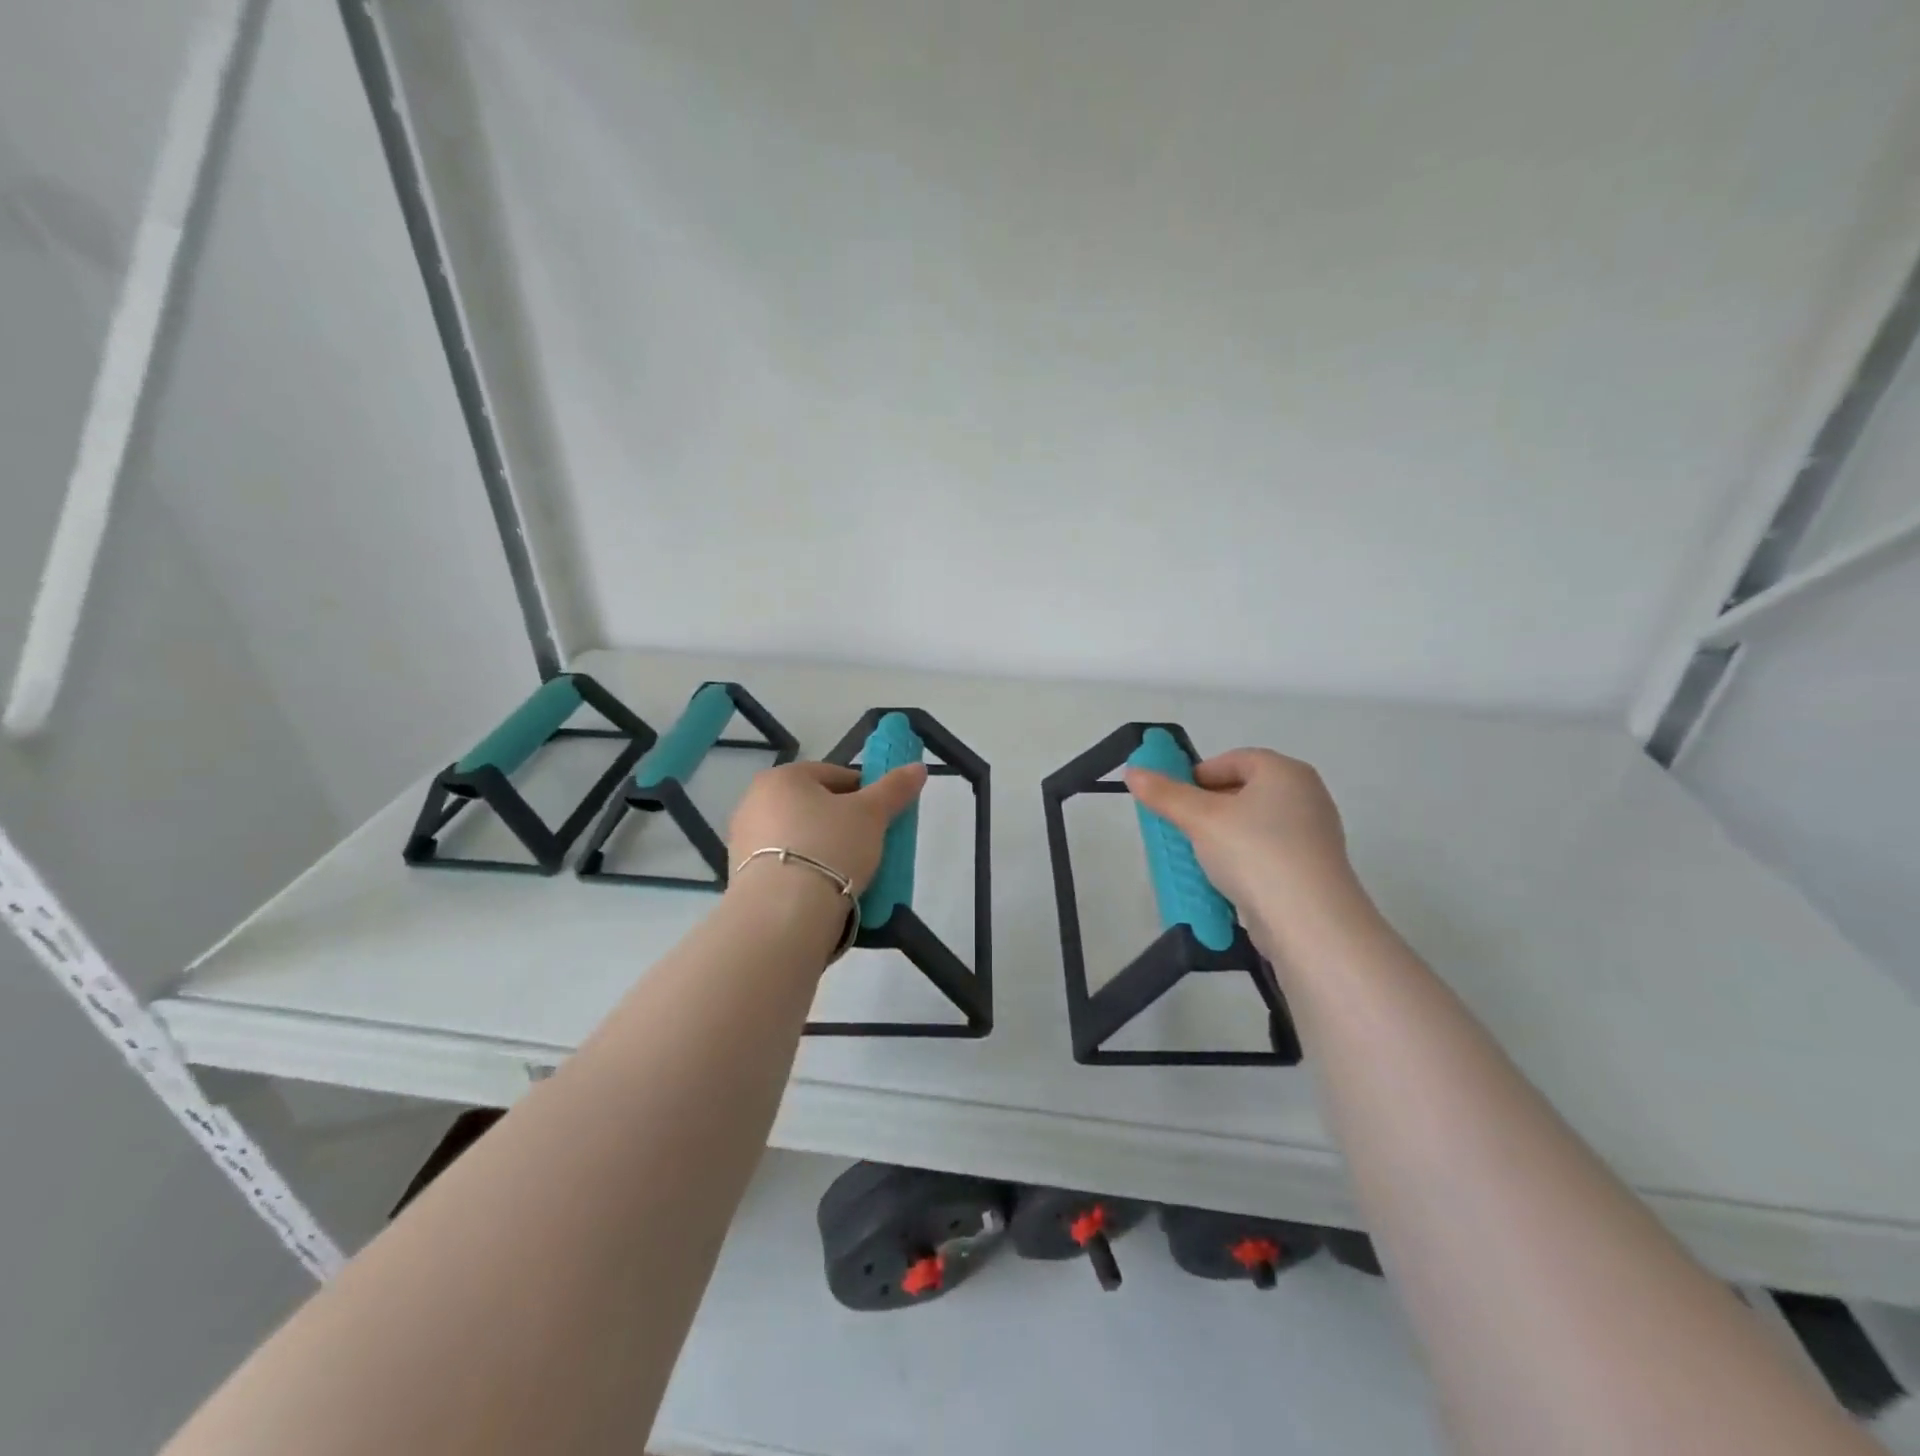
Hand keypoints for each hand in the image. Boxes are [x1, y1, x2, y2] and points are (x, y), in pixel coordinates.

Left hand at [726, 760, 927, 894]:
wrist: (784, 913)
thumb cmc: (830, 847)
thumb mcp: (871, 815)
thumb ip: (894, 788)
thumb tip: (918, 767)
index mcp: (782, 778)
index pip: (834, 775)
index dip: (864, 792)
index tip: (883, 815)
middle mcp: (754, 801)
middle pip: (814, 805)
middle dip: (842, 821)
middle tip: (869, 843)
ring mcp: (743, 841)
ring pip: (799, 836)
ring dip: (824, 848)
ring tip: (851, 871)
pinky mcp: (742, 876)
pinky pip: (786, 865)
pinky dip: (806, 871)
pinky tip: (826, 889)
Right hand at [1124, 748, 1371, 948]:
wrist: (1308, 922)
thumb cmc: (1254, 853)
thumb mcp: (1200, 819)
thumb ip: (1165, 794)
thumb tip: (1133, 772)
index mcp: (1285, 772)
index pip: (1233, 759)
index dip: (1198, 774)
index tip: (1174, 799)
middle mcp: (1306, 795)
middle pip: (1244, 790)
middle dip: (1208, 806)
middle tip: (1181, 827)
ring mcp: (1314, 834)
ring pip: (1255, 824)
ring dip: (1222, 835)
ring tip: (1197, 856)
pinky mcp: (1312, 869)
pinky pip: (1268, 852)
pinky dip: (1243, 859)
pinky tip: (1224, 879)